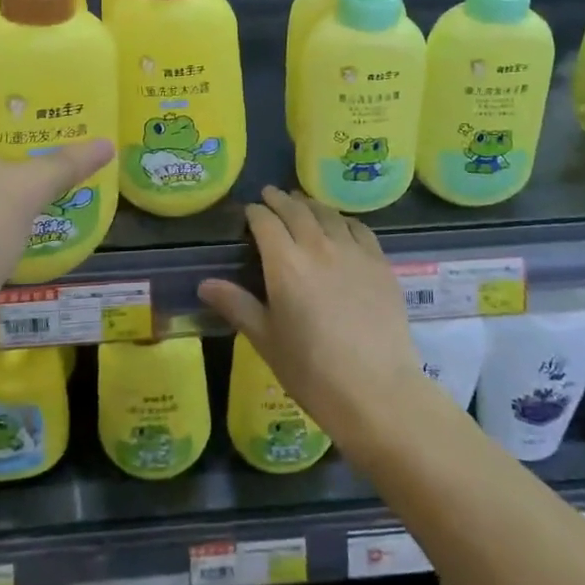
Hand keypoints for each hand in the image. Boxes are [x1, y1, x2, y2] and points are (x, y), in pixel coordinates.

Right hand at [198, 187, 426, 441]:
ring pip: (328, 214)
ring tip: (303, 204)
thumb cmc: (312, 371)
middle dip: (280, 200)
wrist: (376, 390)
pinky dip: (344, 220)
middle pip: (296, 210)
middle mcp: (318, 246)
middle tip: (271, 195)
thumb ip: (237, 305)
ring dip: (311, 205)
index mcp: (285, 264)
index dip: (256, 212)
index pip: (266, 222)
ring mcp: (353, 251)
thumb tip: (204, 284)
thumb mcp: (266, 340)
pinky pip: (359, 228)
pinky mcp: (380, 262)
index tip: (249, 210)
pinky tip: (341, 225)